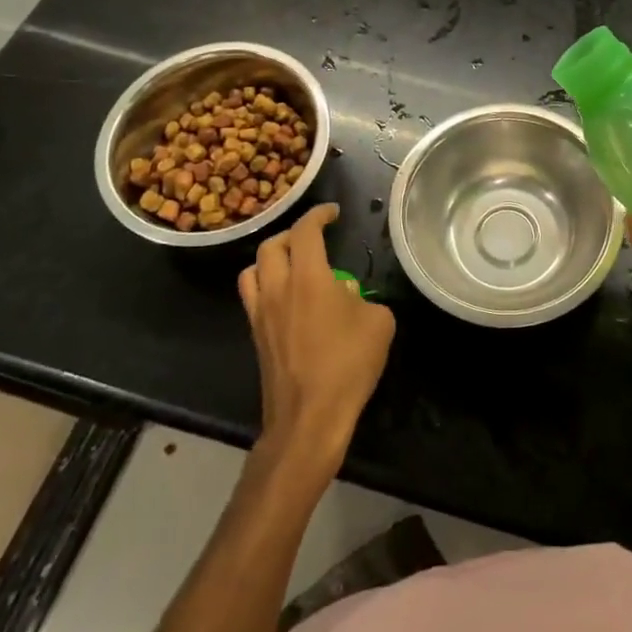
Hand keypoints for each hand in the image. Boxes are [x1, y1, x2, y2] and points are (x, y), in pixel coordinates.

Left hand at [238, 204, 394, 472]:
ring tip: (293, 264)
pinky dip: (267, 285)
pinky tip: (289, 299)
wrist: (309, 418)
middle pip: (272, 245)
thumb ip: (364, 298)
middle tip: (314, 238)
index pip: (305, 231)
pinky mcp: (255, 337)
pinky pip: (253, 297)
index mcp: (308, 278)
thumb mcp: (379, 323)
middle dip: (293, 234)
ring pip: (253, 270)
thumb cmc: (348, 366)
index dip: (319, 215)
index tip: (333, 212)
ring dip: (271, 258)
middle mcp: (277, 289)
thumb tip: (348, 295)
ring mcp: (261, 314)